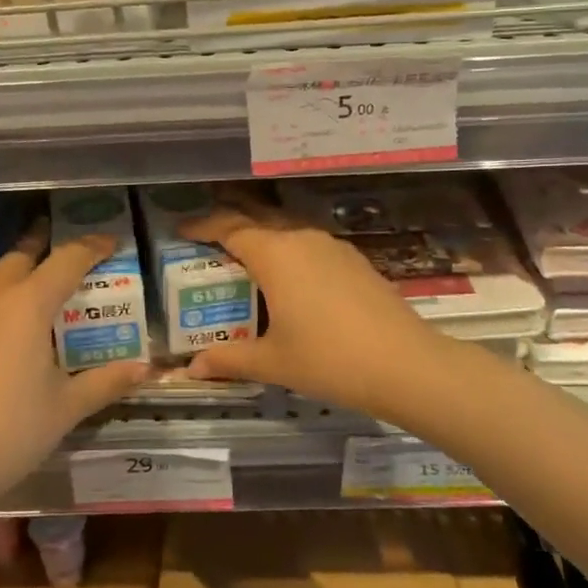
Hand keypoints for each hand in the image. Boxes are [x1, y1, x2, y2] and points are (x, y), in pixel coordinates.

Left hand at [0, 224, 149, 501]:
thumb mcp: (67, 407)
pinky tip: (27, 327)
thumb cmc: (10, 430)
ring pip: (3, 275)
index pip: (68, 259)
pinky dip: (13, 295)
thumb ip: (107, 381)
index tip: (115, 243)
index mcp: (28, 304)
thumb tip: (145, 368)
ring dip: (29, 271)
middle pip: (25, 255)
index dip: (94, 247)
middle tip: (81, 258)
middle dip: (52, 248)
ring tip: (58, 289)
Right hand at [178, 203, 457, 417]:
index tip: (181, 229)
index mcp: (275, 253)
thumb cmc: (329, 359)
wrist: (406, 364)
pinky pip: (308, 244)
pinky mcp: (353, 259)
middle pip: (257, 218)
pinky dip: (288, 251)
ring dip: (261, 237)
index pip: (228, 227)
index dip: (201, 226)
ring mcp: (331, 246)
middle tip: (205, 238)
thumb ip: (229, 359)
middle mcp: (300, 238)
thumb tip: (192, 369)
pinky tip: (289, 278)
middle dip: (229, 223)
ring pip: (285, 229)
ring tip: (244, 259)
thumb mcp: (272, 362)